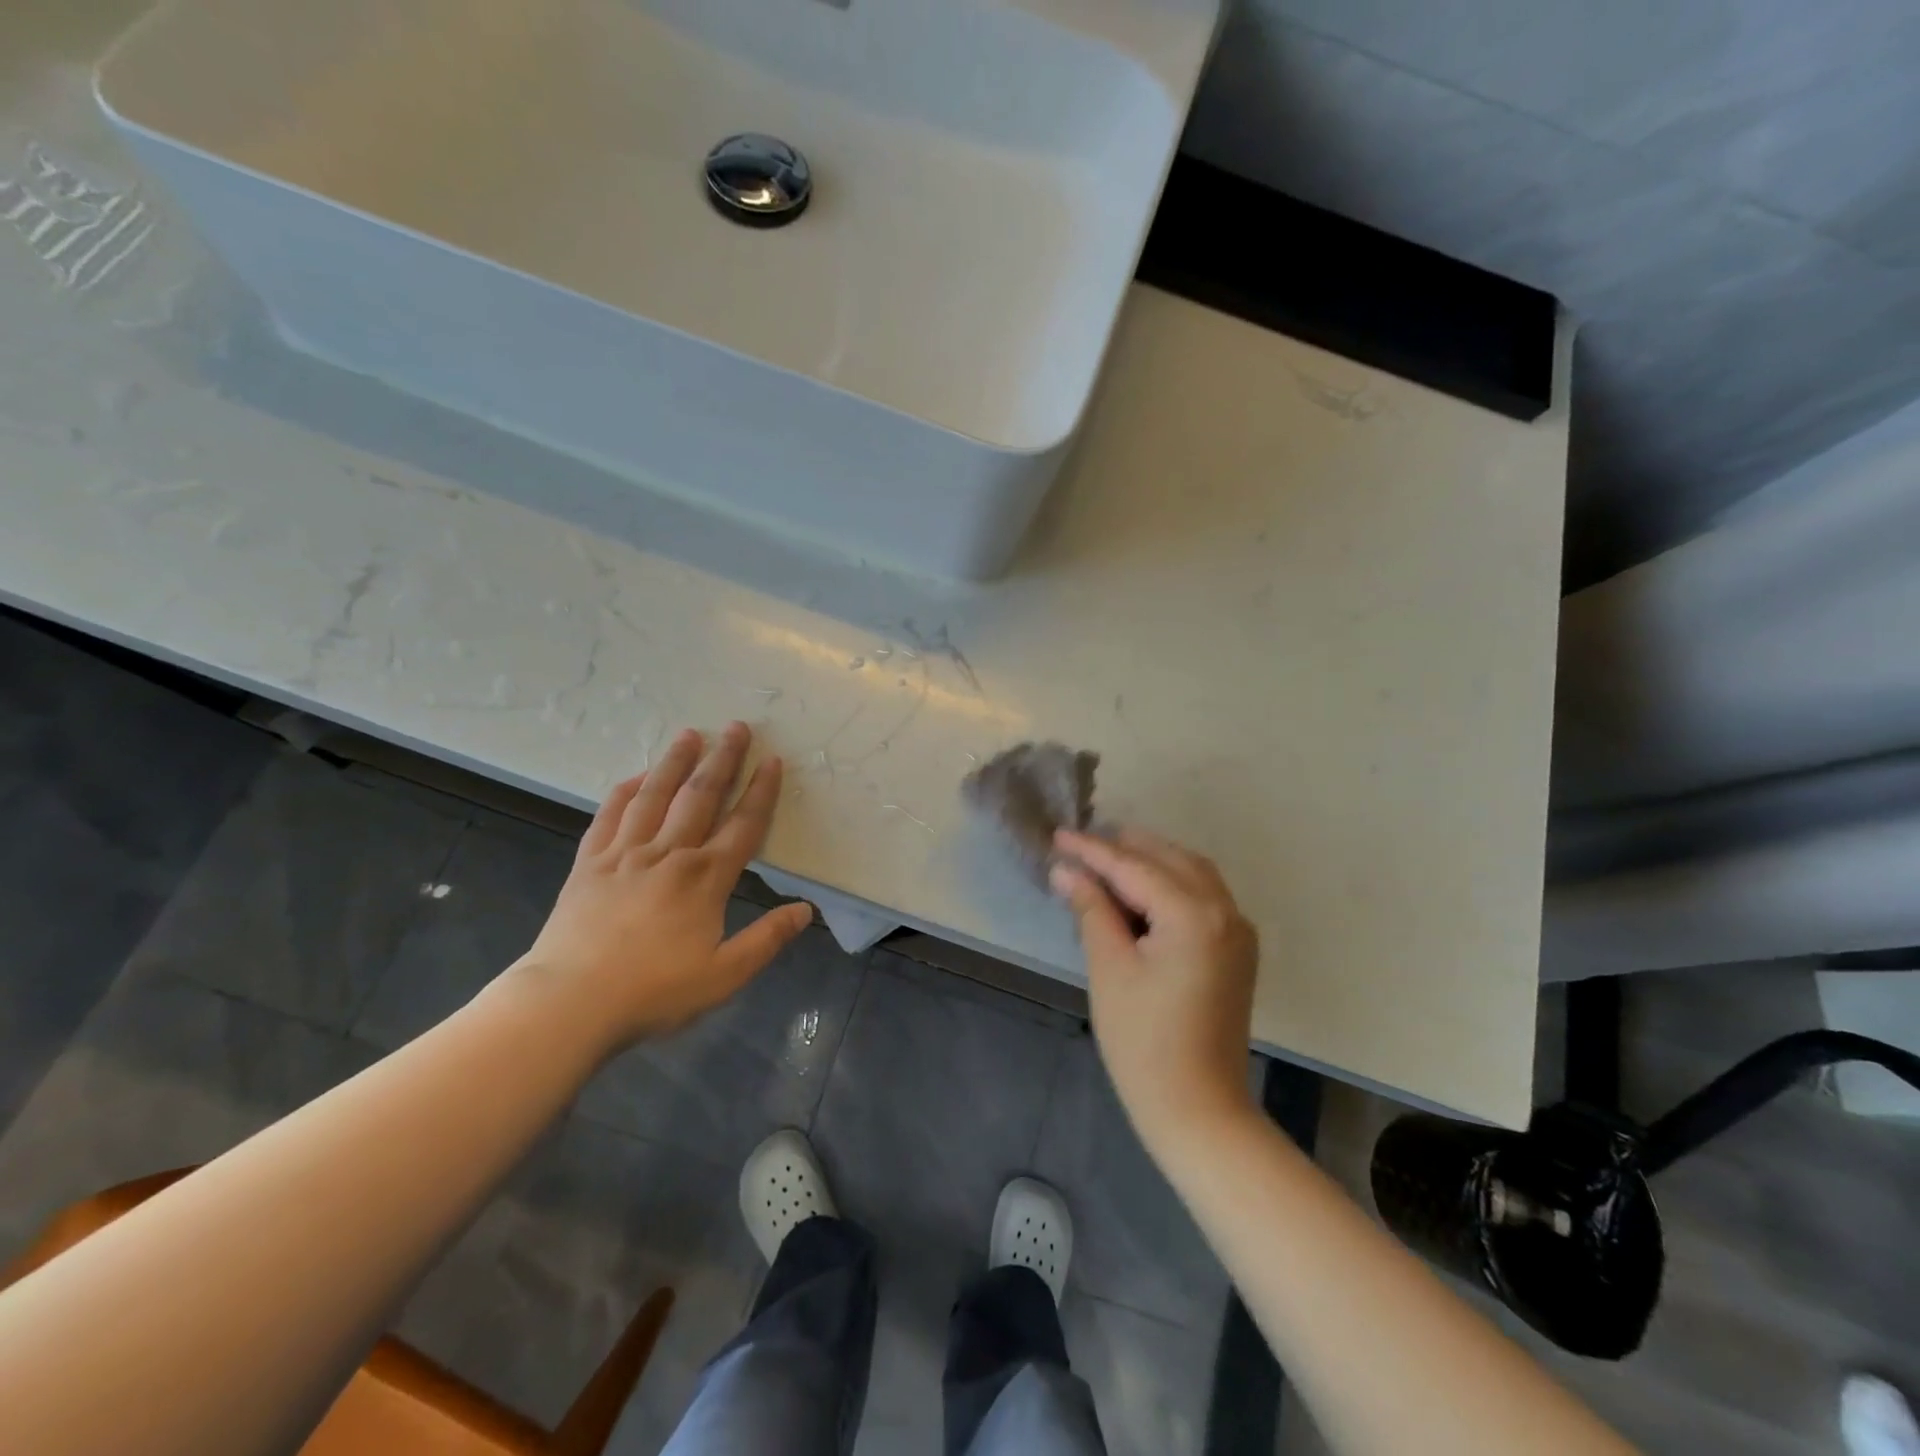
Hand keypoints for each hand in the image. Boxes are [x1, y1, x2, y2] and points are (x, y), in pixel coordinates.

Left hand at [516, 722, 811, 1050]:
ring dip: (675, 762)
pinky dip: (624, 792)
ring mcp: (624, 854)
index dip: (761, 791)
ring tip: (689, 734)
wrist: (569, 1003)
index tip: (772, 760)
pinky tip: (635, 777)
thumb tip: (805, 910)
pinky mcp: (588, 863)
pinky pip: (608, 816)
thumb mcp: (724, 975)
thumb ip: (767, 940)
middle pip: (700, 796)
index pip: (743, 825)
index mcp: (705, 879)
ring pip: (655, 796)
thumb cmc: (653, 992)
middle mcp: (668, 855)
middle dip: (722, 760)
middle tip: (736, 727)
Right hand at [1050, 828, 1258, 1150]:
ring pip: (1191, 872)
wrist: (1199, 1109)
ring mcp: (1238, 930)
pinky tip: (1140, 892)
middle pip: (1169, 859)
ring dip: (1150, 861)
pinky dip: (1171, 883)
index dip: (1092, 850)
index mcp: (1193, 914)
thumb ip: (1091, 909)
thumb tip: (1066, 870)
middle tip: (1078, 846)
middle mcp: (1225, 911)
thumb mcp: (1109, 968)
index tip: (1058, 835)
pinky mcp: (1237, 950)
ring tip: (1105, 861)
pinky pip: (1203, 896)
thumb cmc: (1143, 1042)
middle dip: (1124, 848)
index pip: (1134, 867)